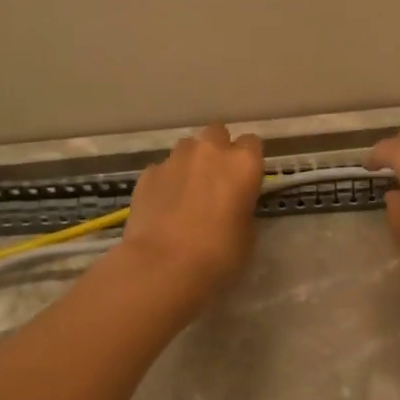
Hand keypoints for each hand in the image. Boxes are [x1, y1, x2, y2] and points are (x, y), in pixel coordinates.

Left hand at [120, 124, 264, 299]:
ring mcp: (175, 159)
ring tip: (187, 191)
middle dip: (218, 149)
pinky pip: (162, 169)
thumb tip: (234, 205)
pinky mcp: (147, 173)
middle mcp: (210, 151)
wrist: (162, 265)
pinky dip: (166, 181)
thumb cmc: (218, 254)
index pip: (252, 143)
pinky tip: (164, 205)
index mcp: (243, 163)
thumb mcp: (247, 234)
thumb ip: (243, 208)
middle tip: (216, 178)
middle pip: (217, 133)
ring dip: (191, 162)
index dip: (248, 160)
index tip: (245, 180)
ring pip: (187, 147)